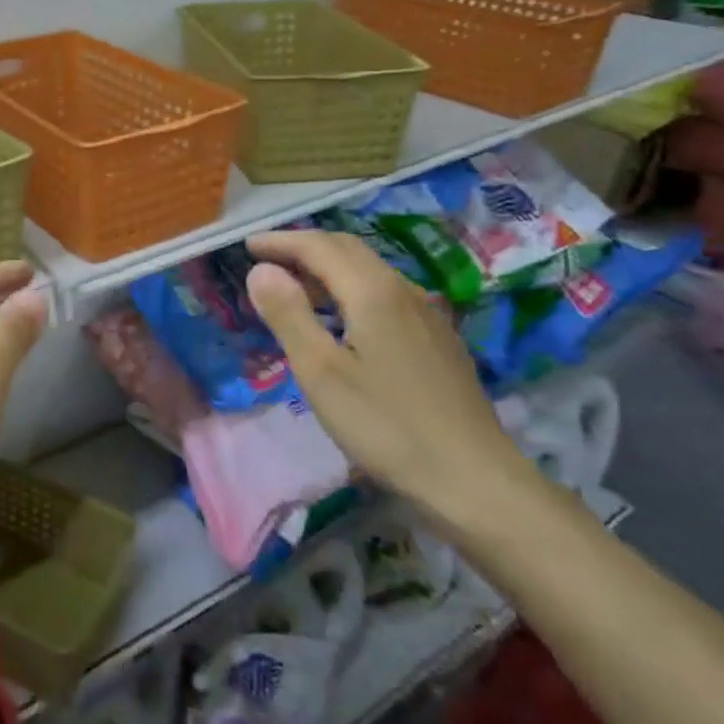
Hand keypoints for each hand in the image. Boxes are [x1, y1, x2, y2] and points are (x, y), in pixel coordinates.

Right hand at [245, 230, 534, 535]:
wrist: (476, 482)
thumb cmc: (387, 426)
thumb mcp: (321, 372)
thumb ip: (288, 315)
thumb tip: (261, 270)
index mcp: (373, 291)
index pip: (318, 246)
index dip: (280, 241)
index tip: (247, 246)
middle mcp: (402, 290)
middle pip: (347, 249)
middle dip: (303, 247)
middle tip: (267, 259)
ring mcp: (426, 314)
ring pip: (369, 270)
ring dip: (328, 267)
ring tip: (296, 288)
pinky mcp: (437, 339)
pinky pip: (385, 293)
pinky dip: (351, 288)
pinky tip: (343, 320)